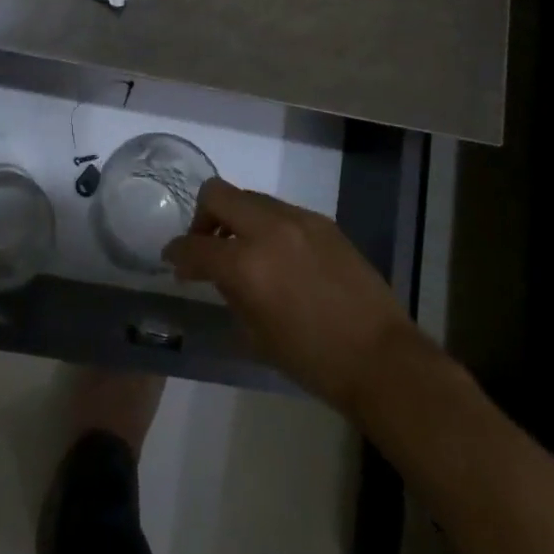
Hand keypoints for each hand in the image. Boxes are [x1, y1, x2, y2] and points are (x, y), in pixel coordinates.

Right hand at [164, 179, 426, 417]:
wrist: (380, 357)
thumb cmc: (312, 359)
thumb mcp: (255, 333)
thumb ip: (229, 291)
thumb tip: (216, 271)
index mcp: (247, 263)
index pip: (195, 245)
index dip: (177, 252)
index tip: (173, 260)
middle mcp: (268, 228)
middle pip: (218, 194)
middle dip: (203, 217)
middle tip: (207, 247)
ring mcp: (298, 218)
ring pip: (250, 198)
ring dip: (237, 219)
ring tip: (245, 252)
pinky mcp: (321, 220)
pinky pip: (280, 210)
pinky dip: (267, 226)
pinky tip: (279, 257)